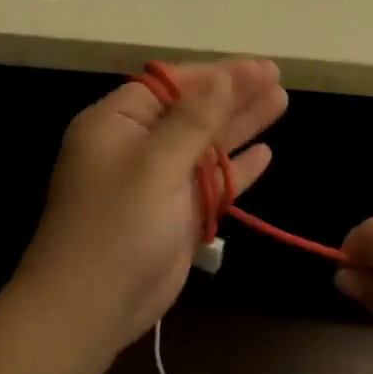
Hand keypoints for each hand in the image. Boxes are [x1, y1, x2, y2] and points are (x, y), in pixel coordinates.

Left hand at [15, 59, 287, 360]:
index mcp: (118, 124)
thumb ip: (194, 119)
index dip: (216, 74)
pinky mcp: (177, 214)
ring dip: (241, 126)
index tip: (258, 67)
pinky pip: (212, 183)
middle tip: (276, 77)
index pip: (171, 85)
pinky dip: (238, 170)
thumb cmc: (118, 225)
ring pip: (207, 145)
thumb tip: (226, 77)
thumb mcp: (155, 163)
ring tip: (280, 101)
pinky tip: (265, 154)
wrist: (92, 306)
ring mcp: (159, 182)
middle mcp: (138, 146)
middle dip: (235, 95)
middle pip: (194, 111)